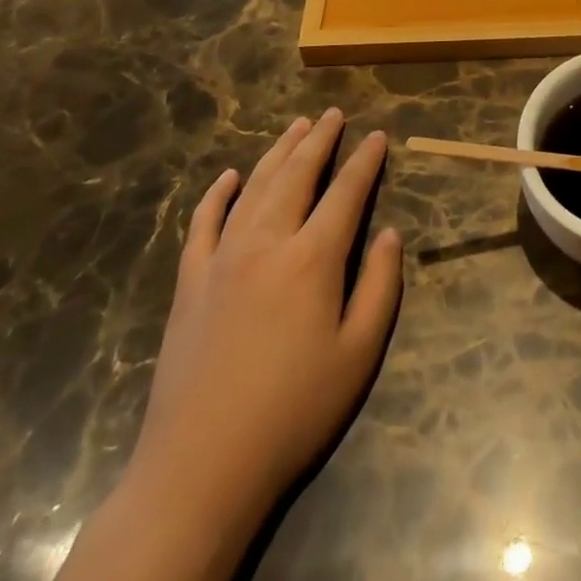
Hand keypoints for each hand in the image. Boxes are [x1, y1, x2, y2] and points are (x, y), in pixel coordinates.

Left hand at [54, 110, 402, 580]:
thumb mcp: (358, 354)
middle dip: (319, 140)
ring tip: (296, 126)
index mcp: (313, 258)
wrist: (201, 466)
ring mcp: (222, 259)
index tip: (377, 136)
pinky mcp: (190, 282)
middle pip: (297, 175)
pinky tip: (227, 177)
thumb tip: (390, 234)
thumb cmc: (293, 411)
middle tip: (333, 114)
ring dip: (277, 152)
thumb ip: (380, 287)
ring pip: (254, 187)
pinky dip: (216, 194)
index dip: (365, 161)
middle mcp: (267, 242)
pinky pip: (203, 223)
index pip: (346, 192)